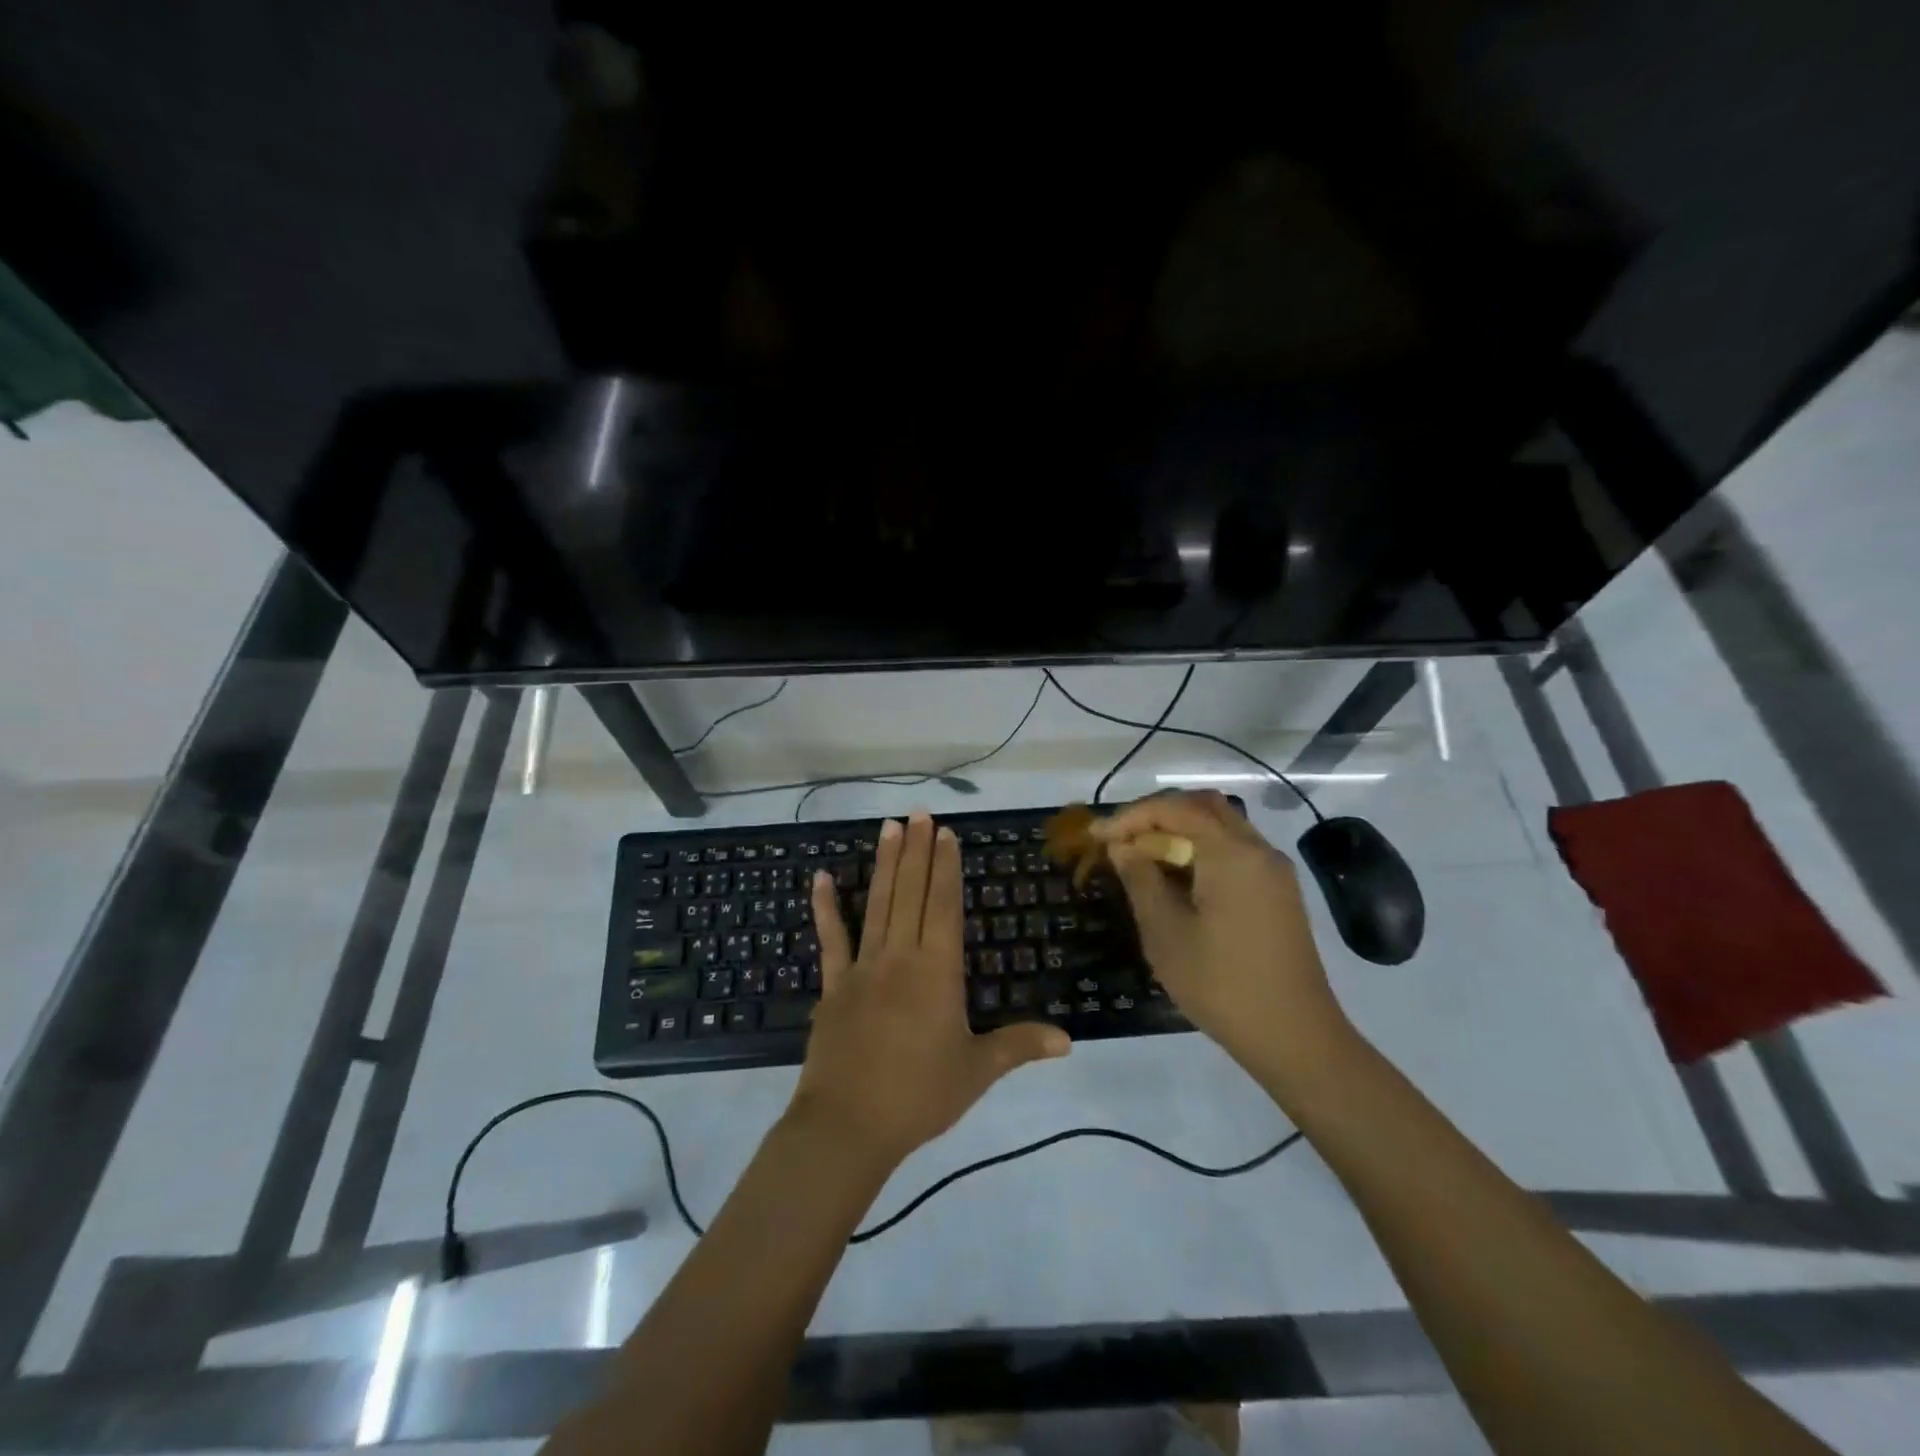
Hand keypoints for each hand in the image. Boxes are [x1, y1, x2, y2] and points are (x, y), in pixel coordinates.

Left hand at [789, 812, 1070, 1167]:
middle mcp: (900, 957)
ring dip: (885, 864)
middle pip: (912, 893)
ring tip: (888, 827)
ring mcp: (863, 968)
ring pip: (878, 905)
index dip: (946, 867)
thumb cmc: (919, 1096)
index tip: (944, 833)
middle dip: (917, 851)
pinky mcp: (834, 985)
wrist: (848, 1125)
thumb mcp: (976, 1071)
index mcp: (937, 971)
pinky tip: (820, 877)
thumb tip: (1068, 1040)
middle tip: (918, 813)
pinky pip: (831, 939)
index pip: (944, 906)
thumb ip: (1019, 1046)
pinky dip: (825, 908)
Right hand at [1095, 790, 1348, 1071]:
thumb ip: (1140, 879)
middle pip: (1203, 807)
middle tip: (1123, 839)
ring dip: (1180, 831)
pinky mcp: (1279, 892)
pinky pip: (1235, 851)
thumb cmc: (1221, 984)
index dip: (1131, 816)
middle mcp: (1258, 850)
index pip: (1175, 809)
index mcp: (1231, 854)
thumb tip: (1123, 847)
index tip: (1097, 836)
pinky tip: (1178, 879)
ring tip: (1144, 858)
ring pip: (1222, 826)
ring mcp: (1274, 871)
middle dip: (1158, 815)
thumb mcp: (1165, 933)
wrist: (1294, 1037)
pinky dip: (1202, 850)